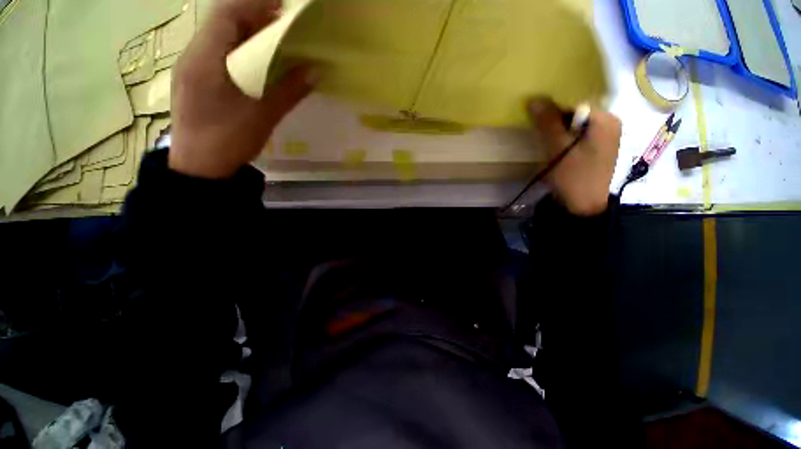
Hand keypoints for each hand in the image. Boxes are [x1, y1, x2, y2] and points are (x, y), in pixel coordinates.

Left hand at [169, 0, 314, 178]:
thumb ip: (289, 90)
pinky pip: (219, 53)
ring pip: (220, 36)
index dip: (255, 3)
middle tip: (285, 24)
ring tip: (276, 40)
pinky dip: (240, 49)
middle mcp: (193, 54)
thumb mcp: (263, 115)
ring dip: (248, 33)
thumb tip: (315, 70)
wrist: (200, 167)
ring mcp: (193, 67)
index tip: (284, 6)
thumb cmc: (228, 140)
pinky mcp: (197, 79)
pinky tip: (258, 61)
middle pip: (223, 21)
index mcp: (205, 58)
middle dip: (255, 16)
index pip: (227, 13)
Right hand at [527, 98, 620, 215]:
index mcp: (605, 120)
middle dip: (557, 116)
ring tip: (543, 134)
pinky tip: (555, 144)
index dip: (554, 106)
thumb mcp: (557, 148)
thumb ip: (548, 122)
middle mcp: (610, 124)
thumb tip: (534, 99)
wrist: (584, 205)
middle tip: (537, 125)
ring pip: (577, 124)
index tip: (536, 114)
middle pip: (578, 111)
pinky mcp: (598, 148)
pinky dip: (566, 136)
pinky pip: (579, 134)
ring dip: (560, 127)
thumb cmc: (573, 176)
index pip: (576, 101)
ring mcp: (605, 137)